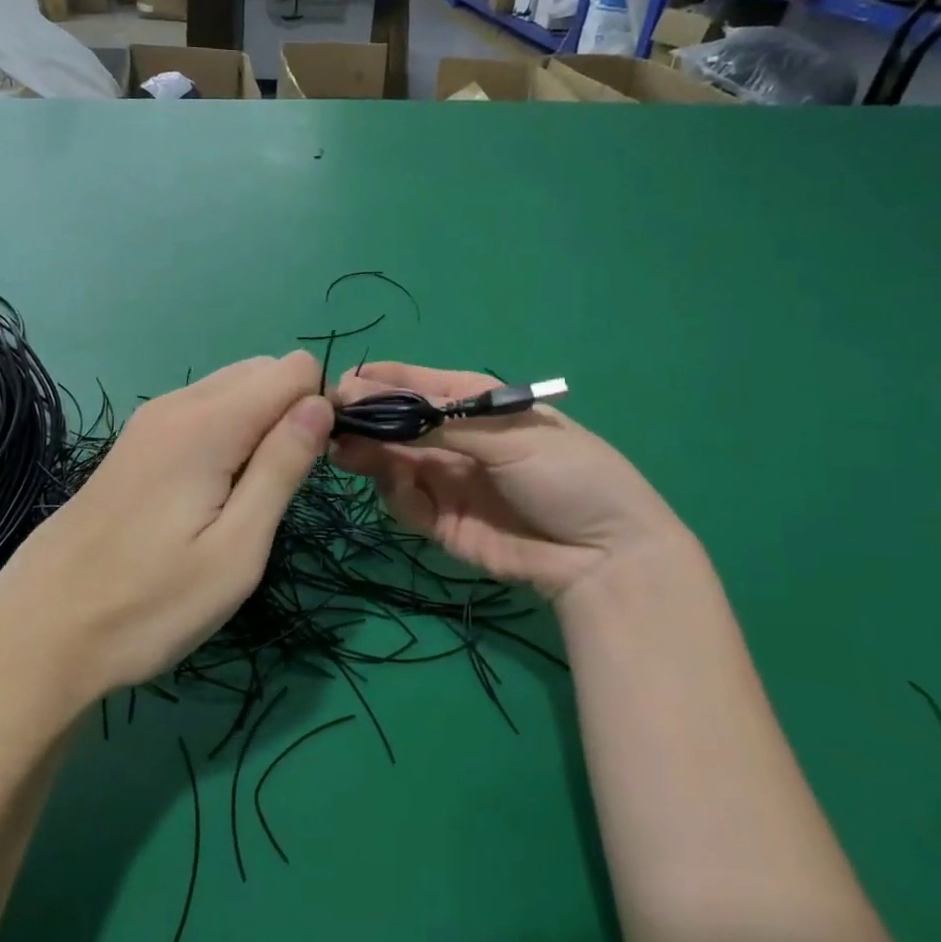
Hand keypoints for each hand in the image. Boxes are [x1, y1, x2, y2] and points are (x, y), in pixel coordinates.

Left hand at [0, 353, 332, 709]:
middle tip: (279, 491)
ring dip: (258, 427)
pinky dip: (226, 436)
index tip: (309, 469)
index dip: (317, 411)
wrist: (41, 630)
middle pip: (262, 371)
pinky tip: (210, 496)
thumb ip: (281, 468)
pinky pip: (201, 413)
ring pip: (231, 390)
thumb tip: (321, 406)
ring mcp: (149, 422)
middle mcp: (177, 404)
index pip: (294, 370)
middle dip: (290, 413)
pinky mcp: (134, 444)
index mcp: (208, 422)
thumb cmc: (150, 604)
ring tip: (245, 500)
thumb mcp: (237, 550)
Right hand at [330, 361, 690, 606]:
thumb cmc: (567, 475)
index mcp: (475, 405)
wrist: (605, 557)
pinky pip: (405, 502)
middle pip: (396, 424)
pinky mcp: (442, 523)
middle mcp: (455, 440)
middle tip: (334, 426)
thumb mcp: (508, 435)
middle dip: (366, 422)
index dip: (378, 384)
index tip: (339, 388)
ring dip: (371, 456)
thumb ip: (437, 420)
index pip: (415, 385)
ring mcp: (447, 481)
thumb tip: (371, 396)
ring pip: (392, 462)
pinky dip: (396, 494)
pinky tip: (399, 490)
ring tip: (350, 454)